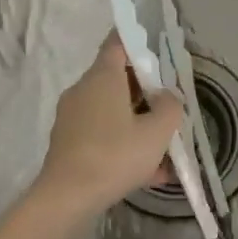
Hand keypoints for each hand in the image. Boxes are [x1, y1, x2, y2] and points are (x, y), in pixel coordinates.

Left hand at [35, 34, 182, 216]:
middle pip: (117, 80)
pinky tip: (149, 173)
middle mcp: (83, 90)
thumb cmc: (115, 154)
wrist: (67, 198)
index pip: (118, 43)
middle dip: (145, 91)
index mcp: (102, 76)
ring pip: (112, 112)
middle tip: (169, 105)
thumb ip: (170, 107)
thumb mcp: (157, 131)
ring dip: (137, 124)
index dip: (137, 40)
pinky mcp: (67, 143)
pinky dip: (123, 145)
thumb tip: (168, 97)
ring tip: (165, 149)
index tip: (156, 46)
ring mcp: (72, 117)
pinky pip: (102, 135)